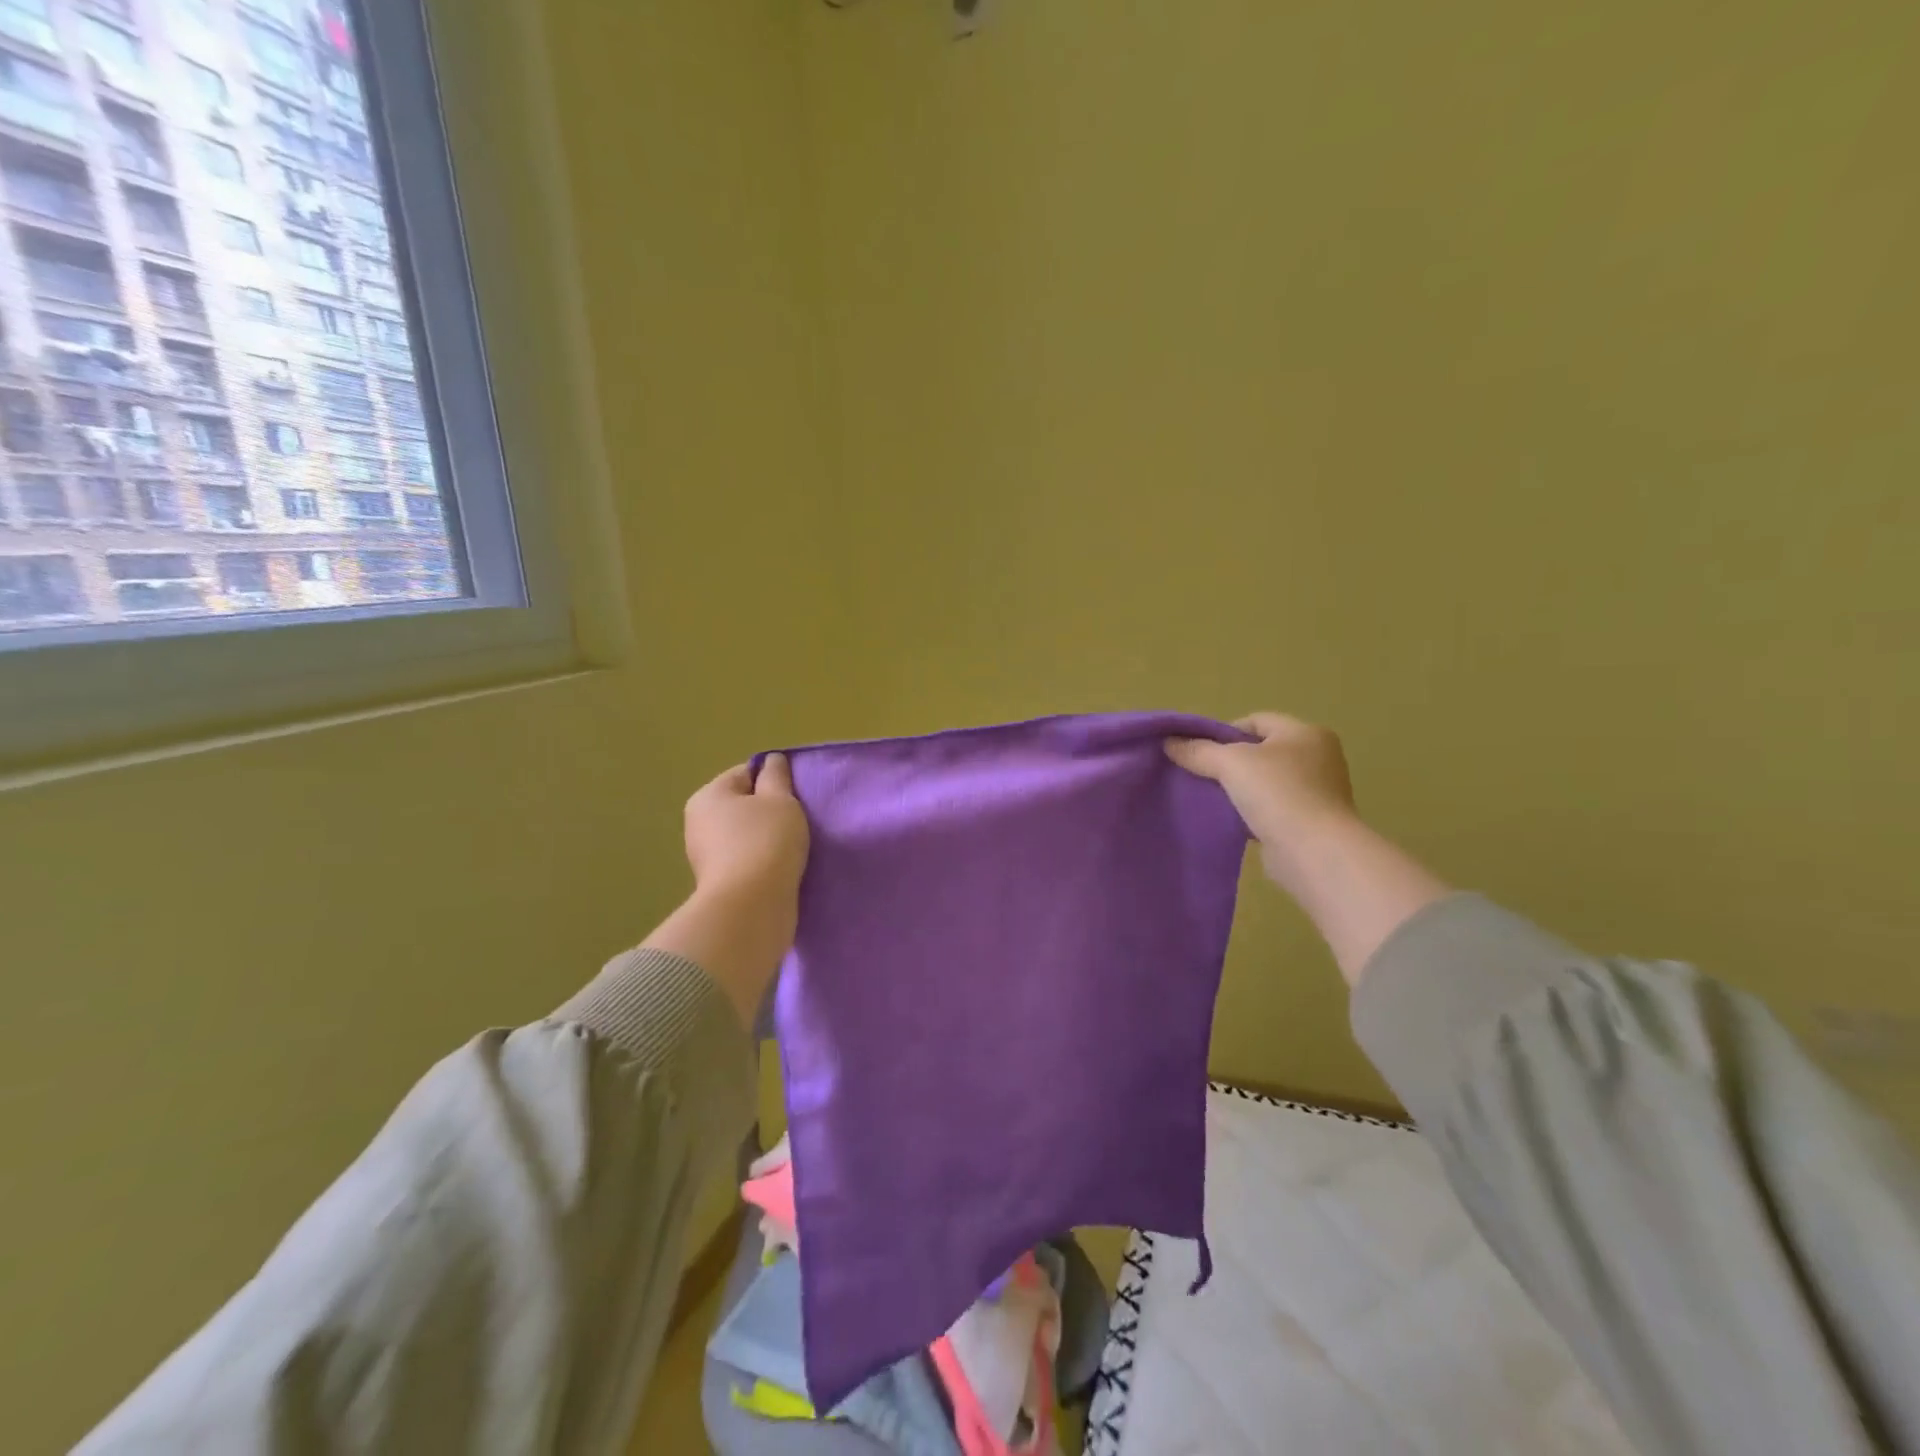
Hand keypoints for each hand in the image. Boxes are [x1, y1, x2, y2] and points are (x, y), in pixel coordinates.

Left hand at [683, 753, 809, 901]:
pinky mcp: (720, 883)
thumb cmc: (766, 842)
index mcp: (708, 796)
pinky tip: (784, 868)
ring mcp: (707, 856)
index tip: (797, 796)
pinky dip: (764, 862)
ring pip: (746, 835)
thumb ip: (777, 777)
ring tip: (796, 847)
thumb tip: (772, 761)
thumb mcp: (780, 800)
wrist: (751, 907)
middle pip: (743, 805)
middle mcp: (699, 823)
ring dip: (769, 839)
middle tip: (799, 821)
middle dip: (771, 811)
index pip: (745, 773)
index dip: (773, 780)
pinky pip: (747, 861)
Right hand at [1168, 713, 1448, 983]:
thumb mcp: (1230, 763)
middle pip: (1261, 751)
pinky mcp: (1311, 822)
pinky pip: (1272, 809)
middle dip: (1229, 762)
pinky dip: (1251, 812)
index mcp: (1305, 733)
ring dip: (1240, 789)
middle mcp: (1318, 757)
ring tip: (1210, 799)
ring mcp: (1317, 792)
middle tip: (1201, 775)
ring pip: (1266, 782)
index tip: (1199, 752)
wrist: (1315, 852)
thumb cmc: (1278, 794)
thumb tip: (1169, 743)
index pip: (1256, 721)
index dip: (1224, 732)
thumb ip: (1199, 751)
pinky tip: (1231, 821)